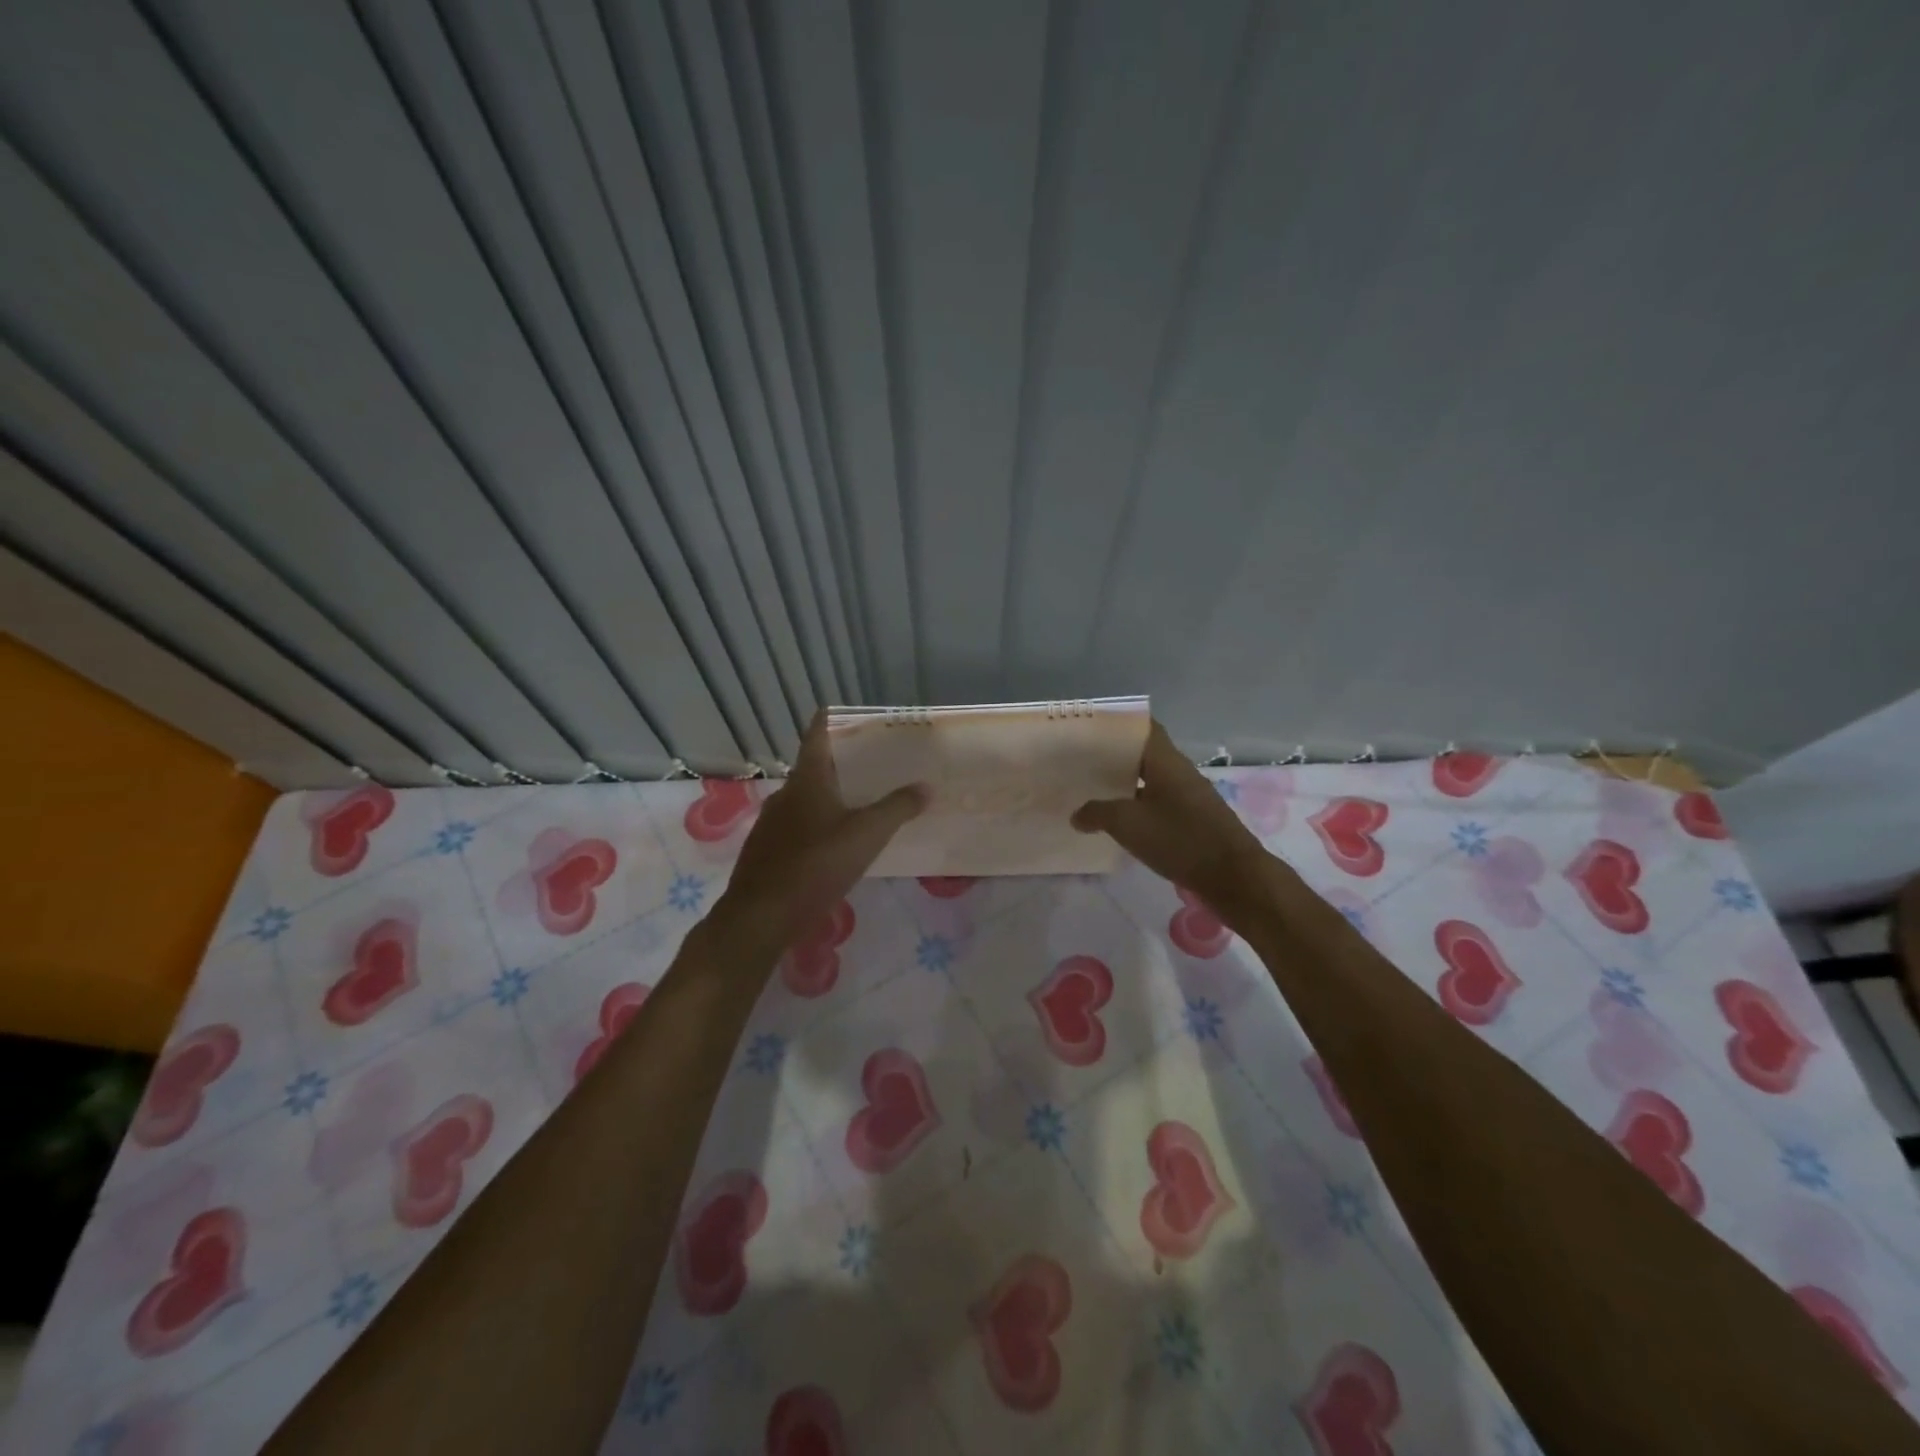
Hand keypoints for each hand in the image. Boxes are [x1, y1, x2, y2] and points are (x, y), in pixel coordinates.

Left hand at [707, 714, 927, 963]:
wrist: (760, 916)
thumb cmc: (816, 865)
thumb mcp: (866, 835)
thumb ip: (897, 808)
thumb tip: (926, 787)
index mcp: (807, 780)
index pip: (817, 734)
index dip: (834, 720)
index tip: (856, 717)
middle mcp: (786, 794)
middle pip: (815, 767)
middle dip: (844, 764)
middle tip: (877, 764)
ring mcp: (772, 823)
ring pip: (806, 799)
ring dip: (832, 796)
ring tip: (863, 803)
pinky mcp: (767, 850)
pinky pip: (798, 826)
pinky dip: (818, 824)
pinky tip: (836, 844)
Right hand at [1071, 721, 1273, 919]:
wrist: (1233, 877)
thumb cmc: (1179, 839)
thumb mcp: (1128, 824)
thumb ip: (1097, 813)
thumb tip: (1077, 814)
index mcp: (1167, 762)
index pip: (1144, 728)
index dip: (1118, 725)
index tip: (1091, 729)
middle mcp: (1180, 773)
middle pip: (1145, 755)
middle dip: (1115, 758)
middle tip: (1082, 763)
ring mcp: (1190, 798)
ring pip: (1152, 781)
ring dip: (1126, 785)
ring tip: (1094, 791)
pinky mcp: (1194, 821)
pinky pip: (1160, 805)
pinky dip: (1139, 808)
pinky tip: (1120, 823)